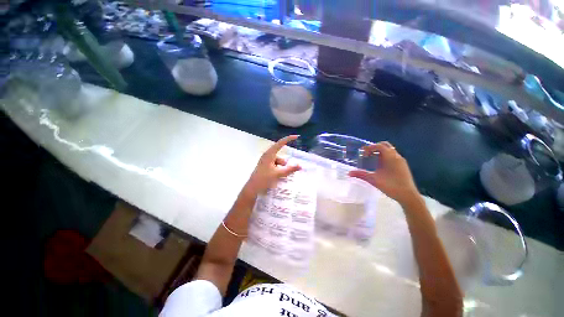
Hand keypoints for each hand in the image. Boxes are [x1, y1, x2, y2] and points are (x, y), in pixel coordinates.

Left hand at [243, 135, 301, 196]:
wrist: (252, 188)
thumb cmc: (264, 179)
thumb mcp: (278, 174)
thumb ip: (290, 169)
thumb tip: (300, 166)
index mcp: (269, 154)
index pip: (280, 143)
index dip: (289, 139)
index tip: (297, 136)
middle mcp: (267, 155)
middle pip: (280, 155)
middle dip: (285, 163)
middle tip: (287, 171)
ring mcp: (266, 161)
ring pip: (279, 162)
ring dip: (281, 168)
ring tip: (279, 176)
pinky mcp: (265, 166)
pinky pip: (275, 165)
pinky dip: (278, 170)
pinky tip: (276, 177)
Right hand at [349, 142, 419, 206]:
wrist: (408, 196)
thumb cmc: (391, 186)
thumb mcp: (373, 180)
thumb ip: (361, 175)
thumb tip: (349, 173)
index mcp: (390, 157)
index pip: (379, 146)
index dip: (370, 147)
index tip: (362, 153)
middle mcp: (397, 156)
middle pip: (385, 145)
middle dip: (375, 148)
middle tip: (367, 154)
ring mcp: (401, 161)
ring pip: (390, 151)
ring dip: (380, 152)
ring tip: (372, 159)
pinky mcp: (403, 166)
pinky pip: (393, 156)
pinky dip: (385, 156)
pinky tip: (380, 166)